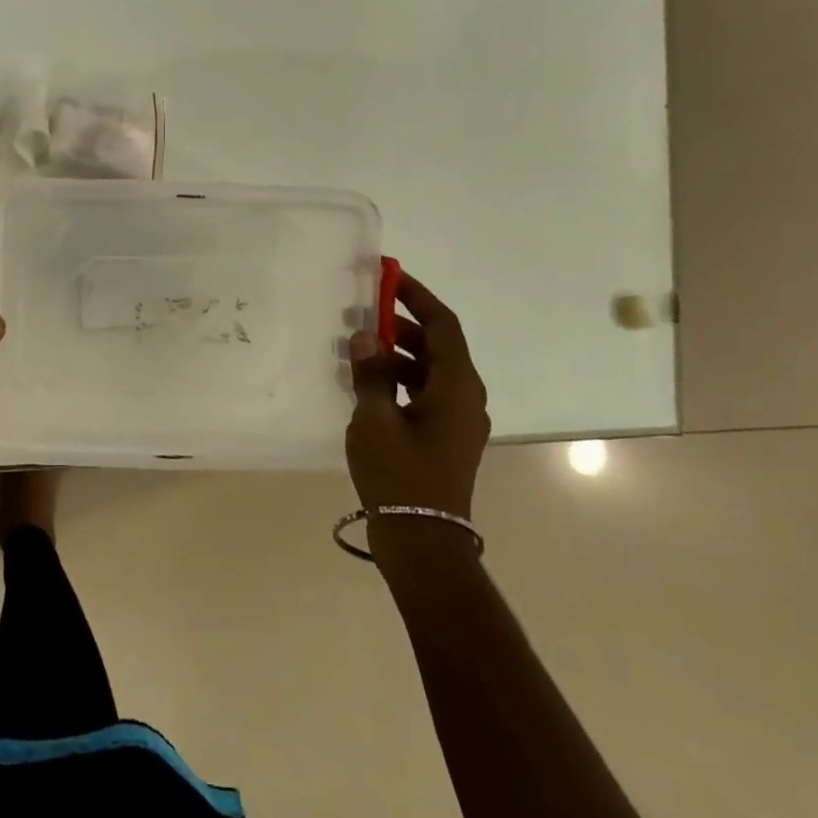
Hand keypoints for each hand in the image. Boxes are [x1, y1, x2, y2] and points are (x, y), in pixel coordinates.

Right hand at [347, 272, 489, 528]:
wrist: (423, 541)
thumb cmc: (400, 475)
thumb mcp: (375, 419)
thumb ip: (371, 372)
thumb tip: (366, 334)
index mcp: (456, 388)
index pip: (444, 326)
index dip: (418, 296)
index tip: (388, 276)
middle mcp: (464, 398)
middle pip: (436, 346)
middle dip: (400, 325)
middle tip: (359, 314)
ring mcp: (455, 421)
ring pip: (427, 371)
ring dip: (395, 355)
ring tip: (353, 349)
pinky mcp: (442, 438)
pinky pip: (422, 393)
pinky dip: (396, 380)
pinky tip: (363, 384)